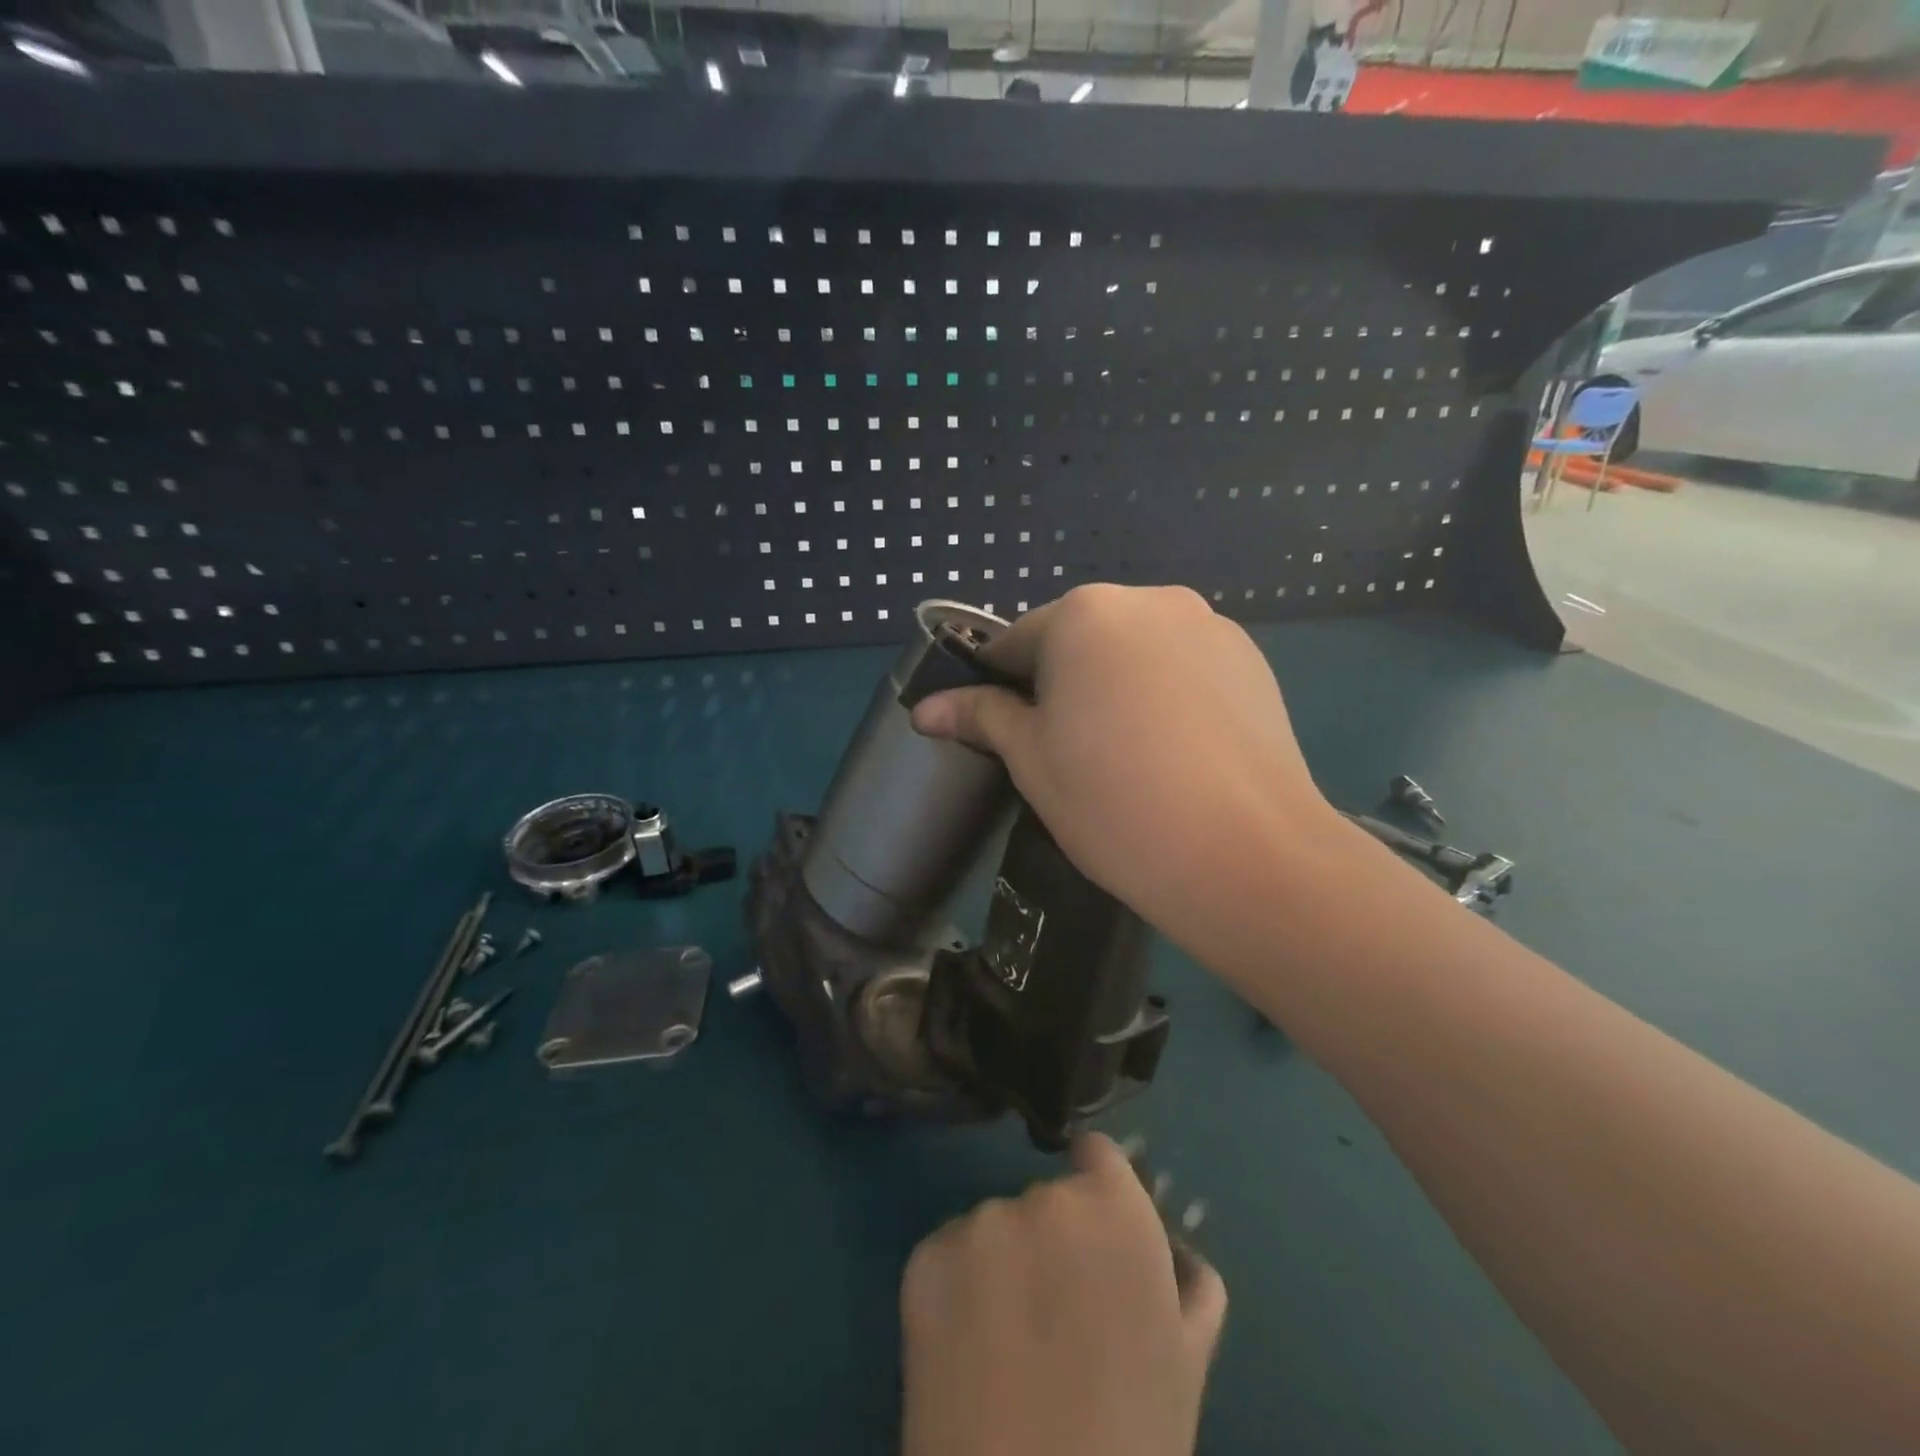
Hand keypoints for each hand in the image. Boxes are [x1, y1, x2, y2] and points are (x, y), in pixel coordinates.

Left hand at [900, 1132, 1227, 1455]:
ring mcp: (979, 1223)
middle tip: (1058, 1318)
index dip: (1098, 1185)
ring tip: (1010, 1347)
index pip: (1098, 1154)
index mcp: (1115, 1209)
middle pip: (1047, 1198)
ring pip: (996, 1228)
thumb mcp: (1188, 1357)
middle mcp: (1043, 1197)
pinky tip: (967, 1352)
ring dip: (1004, 1264)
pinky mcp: (925, 1257)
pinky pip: (950, 1255)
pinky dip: (958, 1288)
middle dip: (1054, 1240)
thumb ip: (1187, 1277)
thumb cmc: (1131, 1442)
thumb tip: (1170, 1241)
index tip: (1094, 1230)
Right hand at [911, 584, 1340, 959]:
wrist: (1246, 855)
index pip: (1016, 642)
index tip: (1002, 735)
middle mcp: (1151, 602)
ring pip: (1135, 654)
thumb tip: (924, 708)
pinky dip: (1165, 697)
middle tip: (1067, 754)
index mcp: (1086, 614)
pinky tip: (1175, 754)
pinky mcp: (1254, 664)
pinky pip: (1184, 670)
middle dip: (1062, 685)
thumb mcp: (1031, 759)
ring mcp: (1211, 629)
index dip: (999, 688)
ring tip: (1127, 758)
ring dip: (1116, 689)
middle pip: (1080, 641)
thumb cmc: (1113, 801)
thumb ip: (980, 717)